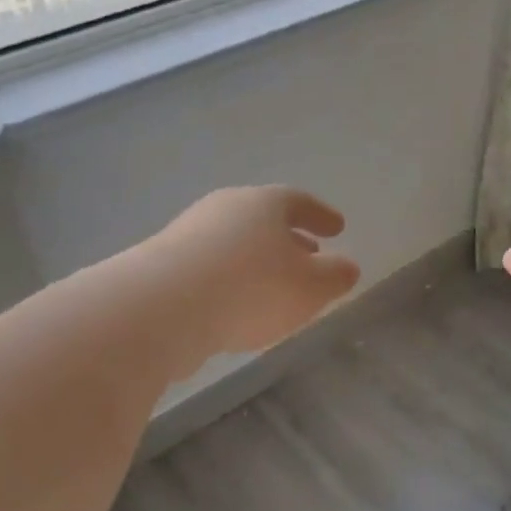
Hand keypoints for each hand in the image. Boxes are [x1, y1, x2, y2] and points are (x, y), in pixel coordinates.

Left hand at [148, 186, 360, 360]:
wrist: (163, 308)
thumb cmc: (252, 289)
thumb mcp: (310, 288)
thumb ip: (335, 276)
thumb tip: (347, 267)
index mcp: (264, 204)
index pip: (300, 202)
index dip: (321, 216)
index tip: (338, 228)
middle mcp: (225, 209)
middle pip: (264, 219)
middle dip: (290, 238)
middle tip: (310, 255)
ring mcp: (189, 234)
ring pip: (236, 242)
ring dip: (259, 260)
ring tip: (275, 284)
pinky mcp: (163, 265)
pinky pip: (211, 267)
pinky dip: (231, 280)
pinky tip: (237, 305)